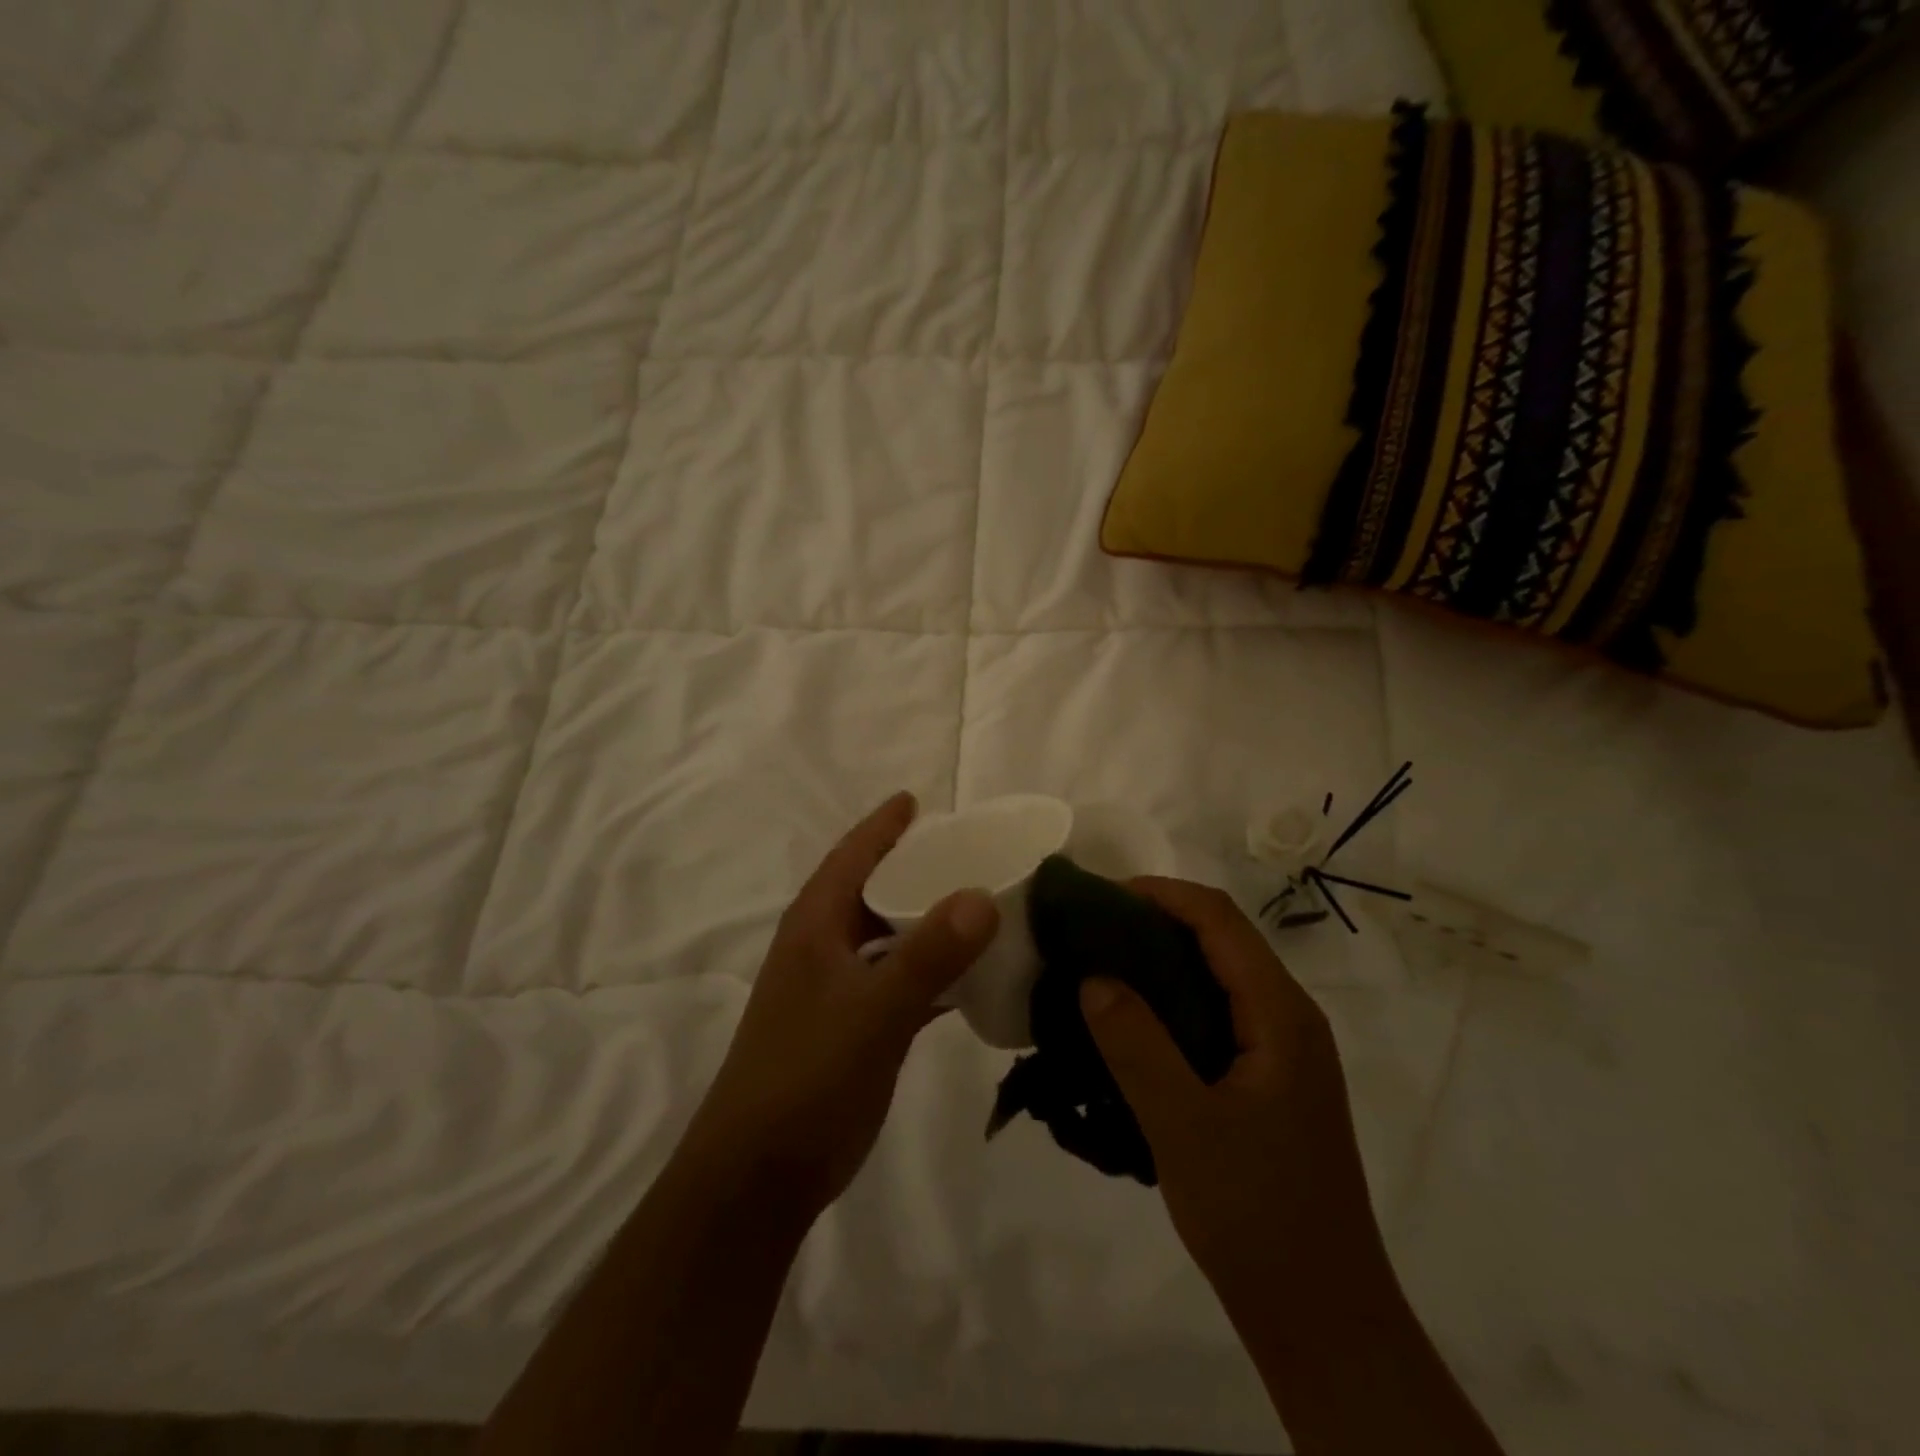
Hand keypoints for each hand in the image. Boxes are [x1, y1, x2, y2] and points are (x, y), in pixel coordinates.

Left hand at [688, 792, 998, 1217]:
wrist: (761, 1174)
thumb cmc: (807, 1076)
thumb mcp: (872, 1011)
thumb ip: (928, 954)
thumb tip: (983, 895)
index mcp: (816, 926)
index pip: (852, 857)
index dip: (883, 826)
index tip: (916, 798)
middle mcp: (825, 947)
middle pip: (875, 891)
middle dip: (917, 867)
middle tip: (970, 848)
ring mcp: (839, 989)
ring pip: (891, 937)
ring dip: (929, 919)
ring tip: (982, 900)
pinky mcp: (856, 1027)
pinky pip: (902, 981)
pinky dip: (935, 970)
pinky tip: (974, 972)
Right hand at [1078, 878, 1389, 1316]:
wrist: (1323, 1317)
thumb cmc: (1257, 1214)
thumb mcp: (1183, 1126)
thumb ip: (1136, 1044)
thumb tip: (1093, 975)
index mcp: (1280, 1015)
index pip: (1219, 919)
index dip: (1160, 893)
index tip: (1099, 897)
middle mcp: (1289, 1018)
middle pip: (1222, 939)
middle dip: (1156, 920)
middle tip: (1089, 931)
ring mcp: (1283, 1051)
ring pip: (1219, 976)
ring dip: (1161, 960)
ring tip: (1100, 967)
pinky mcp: (1269, 1080)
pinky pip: (1217, 1014)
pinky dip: (1172, 1000)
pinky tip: (1132, 1024)